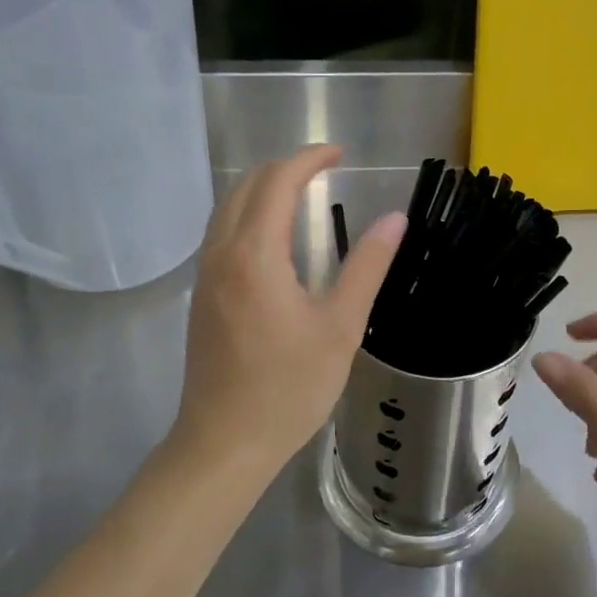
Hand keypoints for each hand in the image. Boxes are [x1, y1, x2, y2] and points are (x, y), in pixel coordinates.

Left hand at [173, 145, 404, 476]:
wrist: (223, 443)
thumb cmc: (288, 388)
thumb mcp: (340, 327)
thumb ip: (367, 266)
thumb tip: (394, 219)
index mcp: (255, 255)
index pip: (277, 182)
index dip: (309, 158)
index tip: (340, 153)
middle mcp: (221, 253)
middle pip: (246, 185)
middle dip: (285, 167)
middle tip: (325, 171)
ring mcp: (205, 274)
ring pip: (227, 206)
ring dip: (262, 188)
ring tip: (302, 194)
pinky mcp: (201, 294)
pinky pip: (221, 232)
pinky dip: (248, 213)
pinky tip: (274, 237)